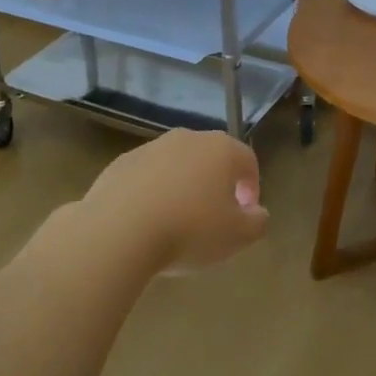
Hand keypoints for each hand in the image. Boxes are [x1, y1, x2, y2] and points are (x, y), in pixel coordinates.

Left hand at [78, 130, 268, 274]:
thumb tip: (256, 212)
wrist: (118, 231)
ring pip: (177, 166)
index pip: (247, 160)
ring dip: (183, 187)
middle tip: (215, 217)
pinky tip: (148, 222)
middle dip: (216, 184)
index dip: (252, 187)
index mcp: (221, 149)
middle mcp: (187, 139)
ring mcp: (150, 148)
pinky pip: (147, 177)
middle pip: (211, 158)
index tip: (246, 213)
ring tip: (178, 222)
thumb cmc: (189, 230)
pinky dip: (153, 193)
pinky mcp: (120, 163)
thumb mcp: (238, 236)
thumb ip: (257, 222)